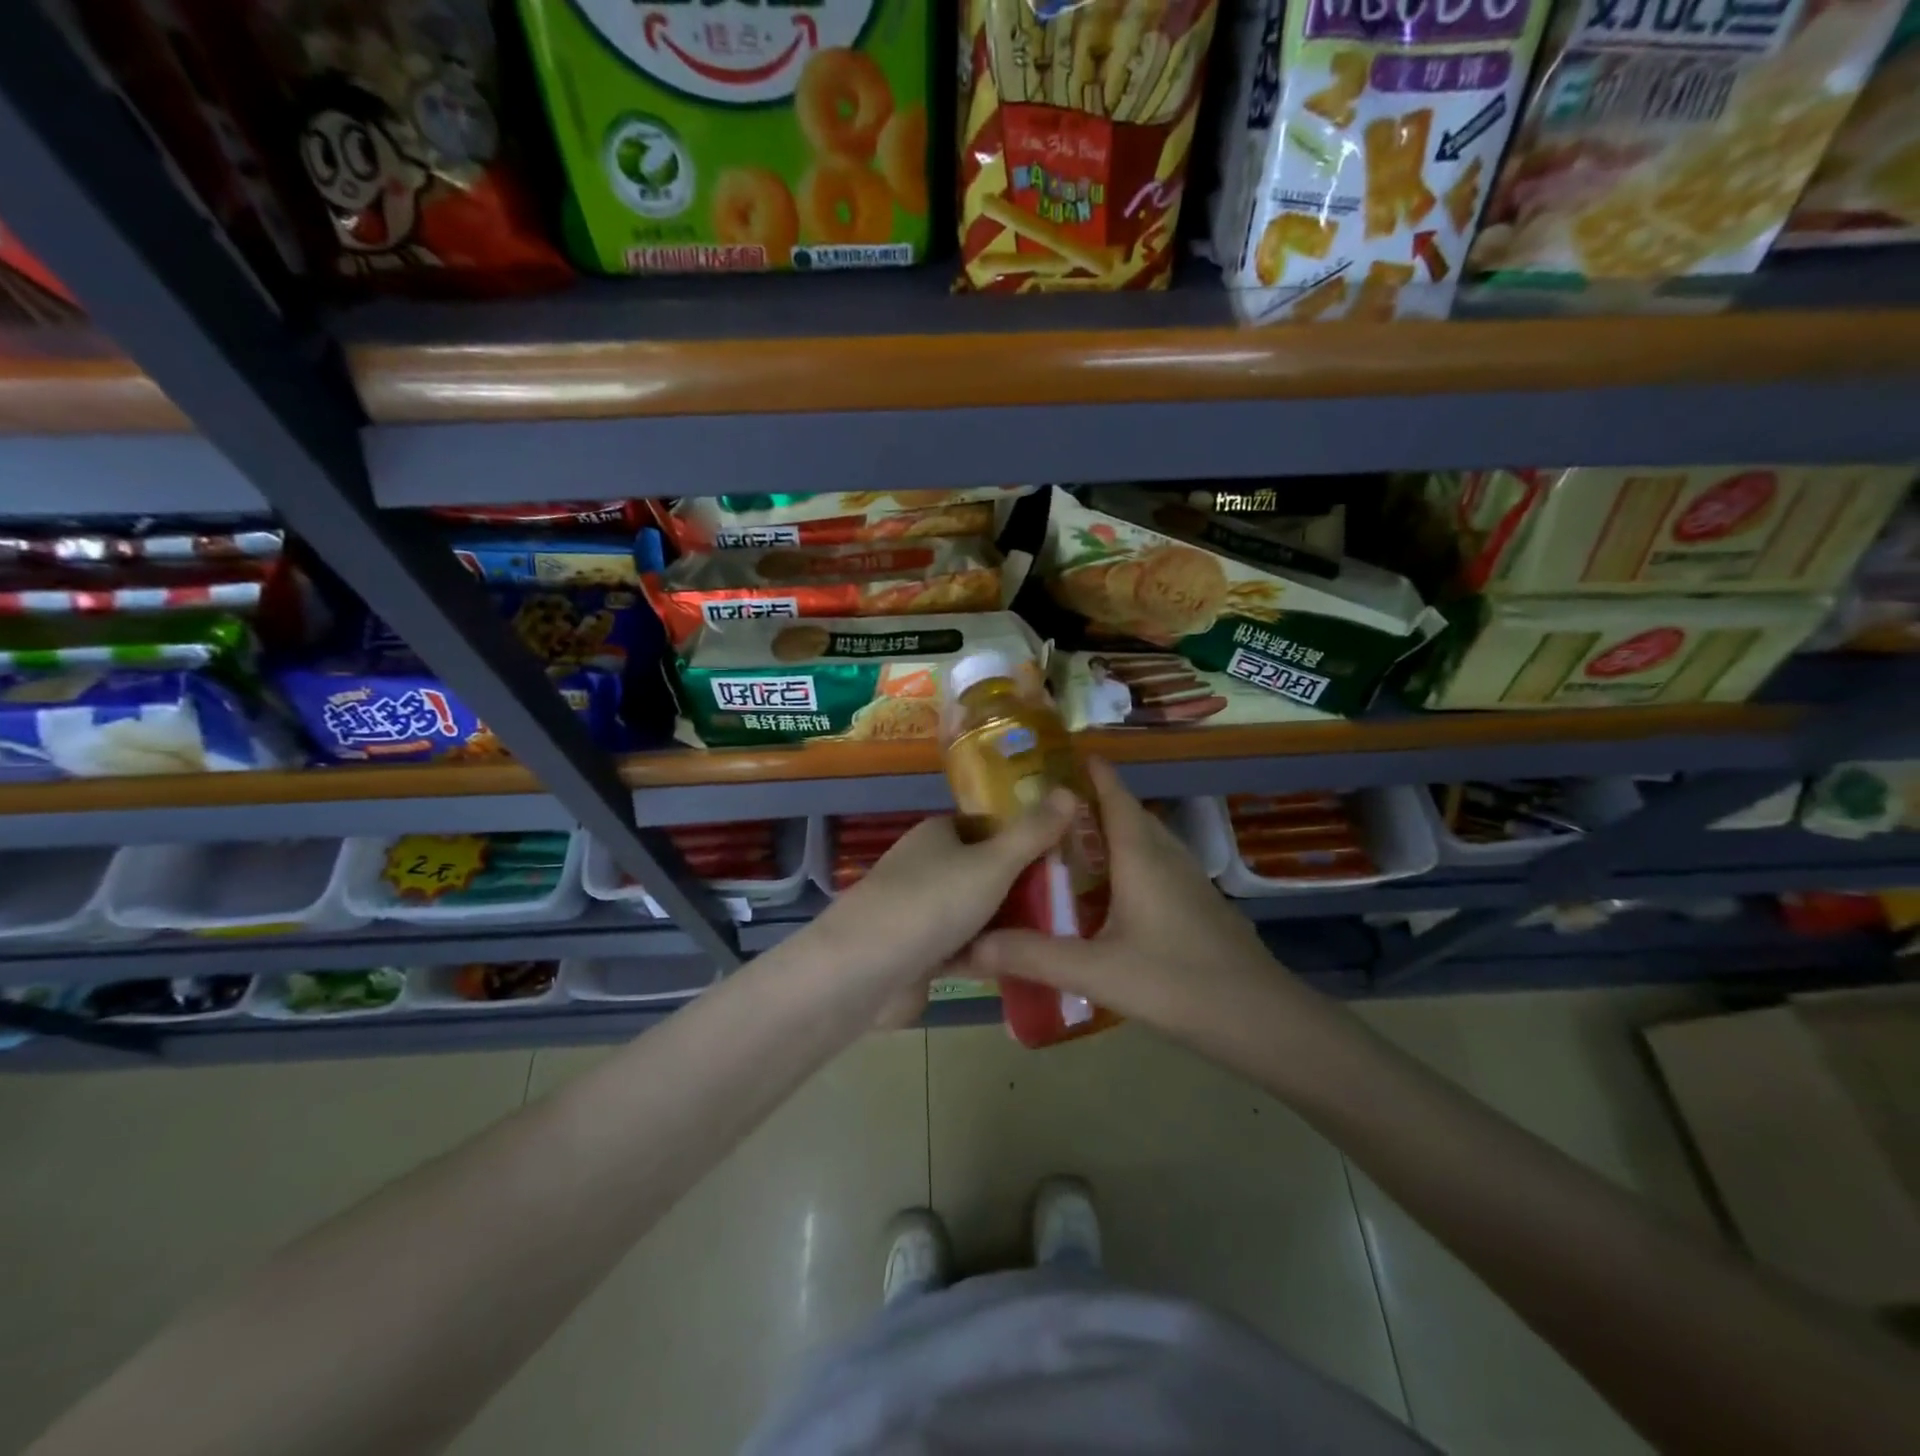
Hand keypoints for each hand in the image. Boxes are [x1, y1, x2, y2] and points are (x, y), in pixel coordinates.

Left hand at [814, 790, 1077, 998]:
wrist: (864, 970)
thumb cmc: (931, 902)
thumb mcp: (992, 863)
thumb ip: (1032, 833)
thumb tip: (1070, 790)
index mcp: (937, 834)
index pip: (988, 826)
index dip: (1024, 837)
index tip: (1067, 853)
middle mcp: (925, 867)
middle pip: (984, 872)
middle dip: (1022, 887)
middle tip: (1074, 900)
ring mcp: (918, 912)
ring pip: (975, 913)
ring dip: (1006, 925)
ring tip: (1060, 936)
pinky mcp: (915, 953)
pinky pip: (962, 948)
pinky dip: (985, 956)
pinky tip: (1023, 966)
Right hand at [959, 760, 1312, 1041]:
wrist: (1263, 1021)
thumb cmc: (1178, 982)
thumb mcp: (1096, 971)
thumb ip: (1032, 956)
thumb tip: (967, 945)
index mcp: (1141, 853)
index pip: (1112, 791)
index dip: (1085, 769)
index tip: (1048, 757)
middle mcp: (1166, 855)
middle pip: (1124, 812)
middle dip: (1085, 803)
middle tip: (1036, 810)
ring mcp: (1187, 880)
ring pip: (1141, 841)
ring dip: (1106, 834)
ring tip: (1061, 847)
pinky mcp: (1197, 905)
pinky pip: (1152, 867)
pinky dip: (1123, 864)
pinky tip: (1102, 897)